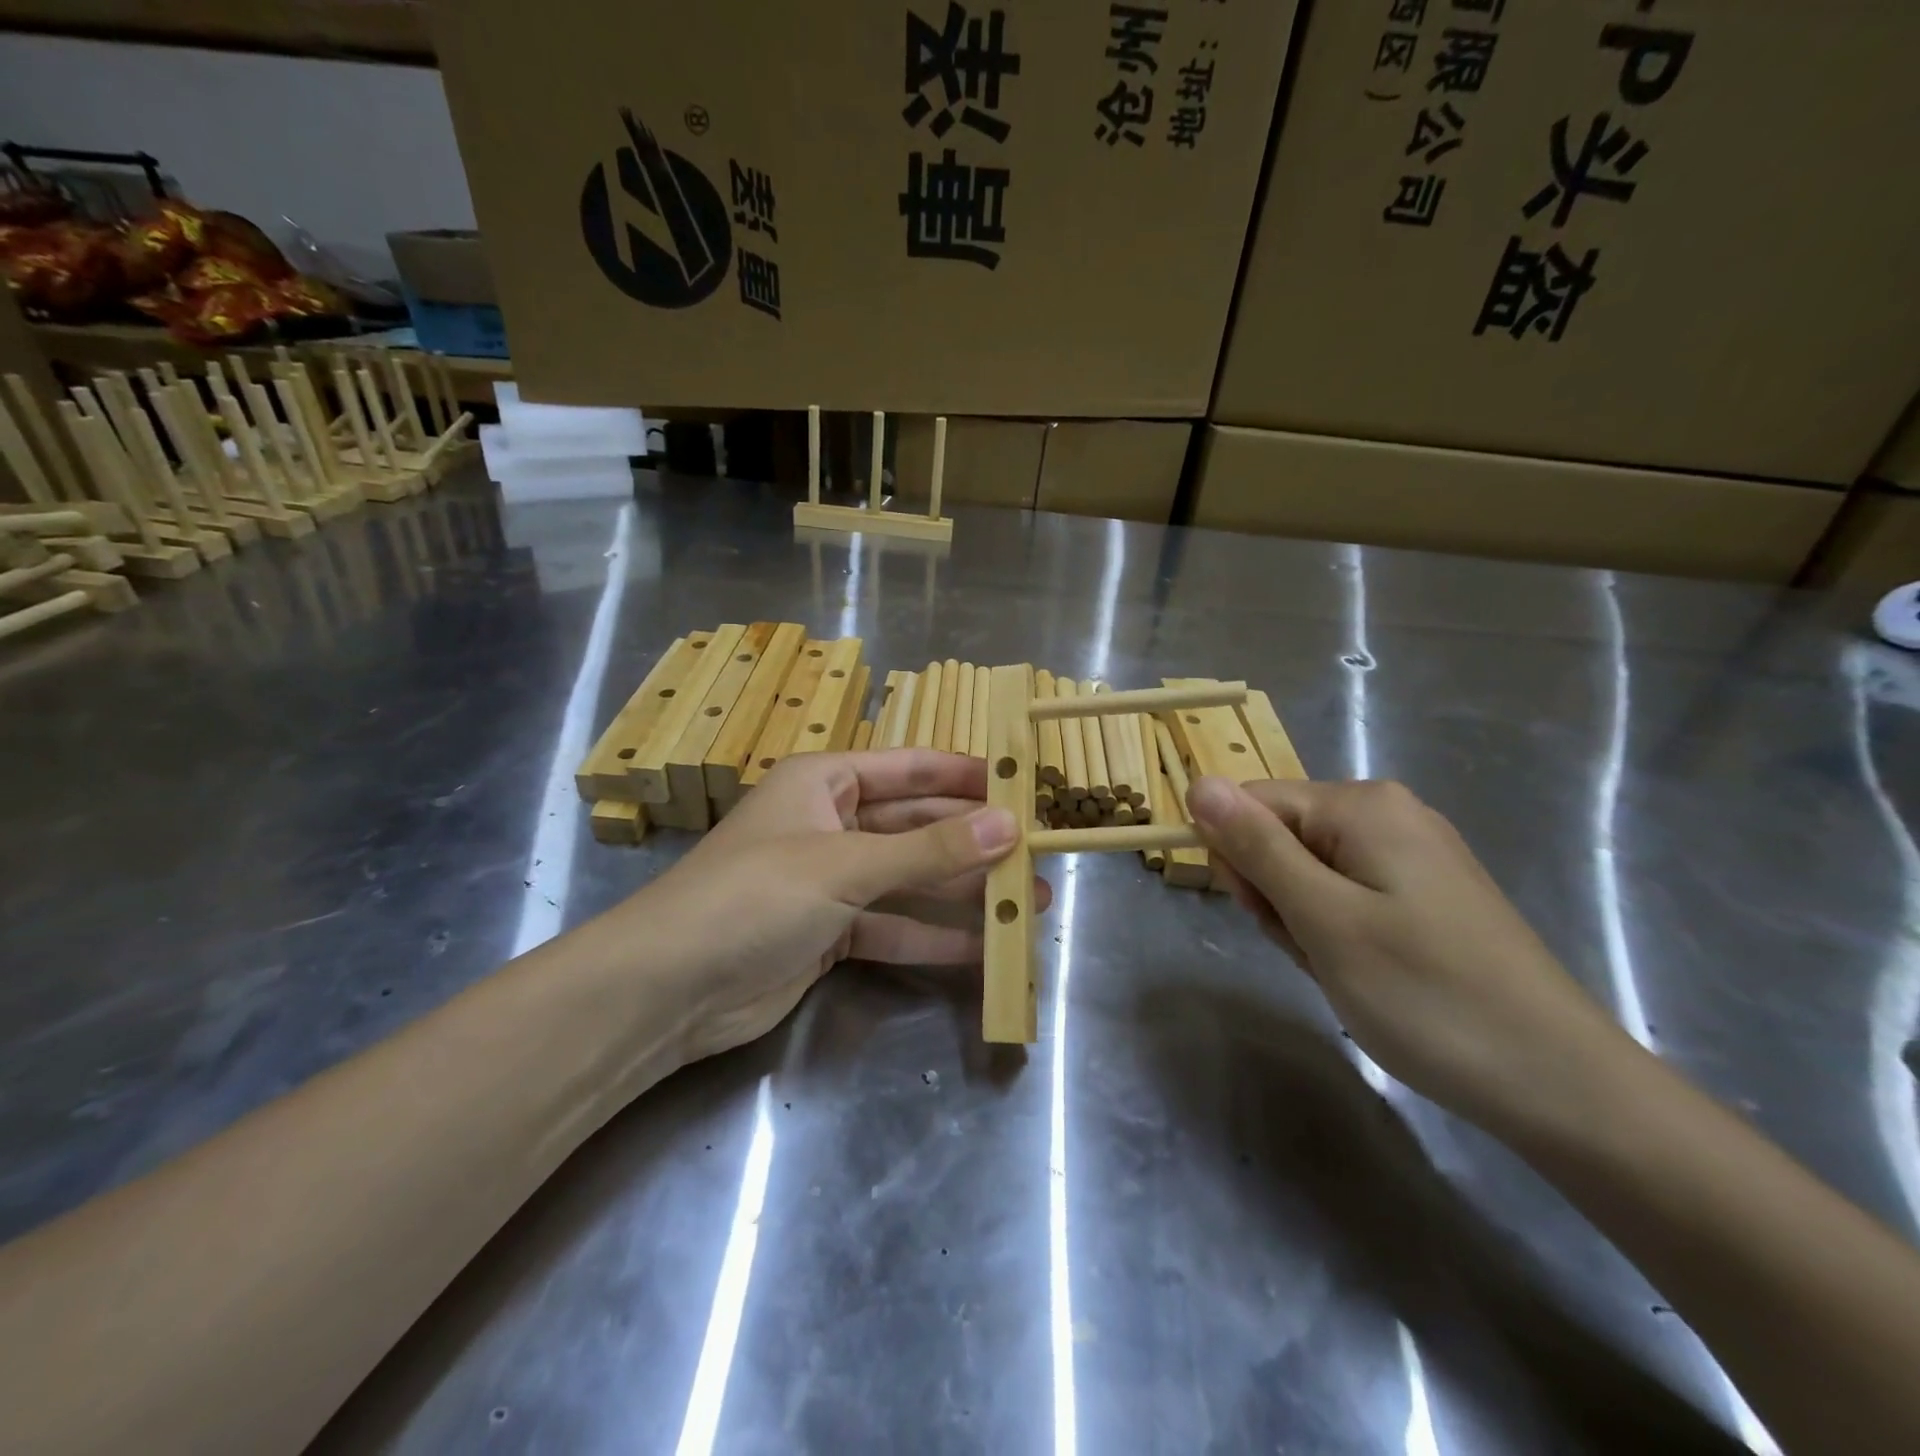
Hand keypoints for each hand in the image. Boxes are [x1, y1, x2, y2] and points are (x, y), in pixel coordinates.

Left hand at [616, 749, 1046, 1063]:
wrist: (668, 989)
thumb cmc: (754, 897)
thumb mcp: (845, 865)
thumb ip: (928, 850)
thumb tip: (1009, 825)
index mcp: (825, 782)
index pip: (910, 768)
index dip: (965, 775)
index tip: (1022, 785)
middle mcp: (831, 824)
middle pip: (915, 826)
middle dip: (973, 841)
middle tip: (1036, 854)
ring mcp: (830, 882)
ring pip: (909, 879)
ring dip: (964, 891)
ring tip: (1028, 902)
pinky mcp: (831, 933)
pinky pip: (893, 926)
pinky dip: (932, 936)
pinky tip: (983, 947)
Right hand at [1187, 776, 1631, 1125]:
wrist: (1560, 1085)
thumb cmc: (1428, 997)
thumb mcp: (1324, 919)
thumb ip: (1257, 846)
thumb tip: (1199, 783)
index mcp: (1362, 805)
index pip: (1250, 805)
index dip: (1240, 861)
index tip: (1268, 918)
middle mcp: (1387, 813)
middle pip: (1280, 837)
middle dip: (1277, 897)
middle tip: (1316, 951)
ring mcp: (1411, 853)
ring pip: (1308, 873)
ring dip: (1305, 923)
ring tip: (1344, 970)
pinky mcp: (1425, 892)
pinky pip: (1345, 896)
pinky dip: (1337, 933)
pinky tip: (1365, 972)